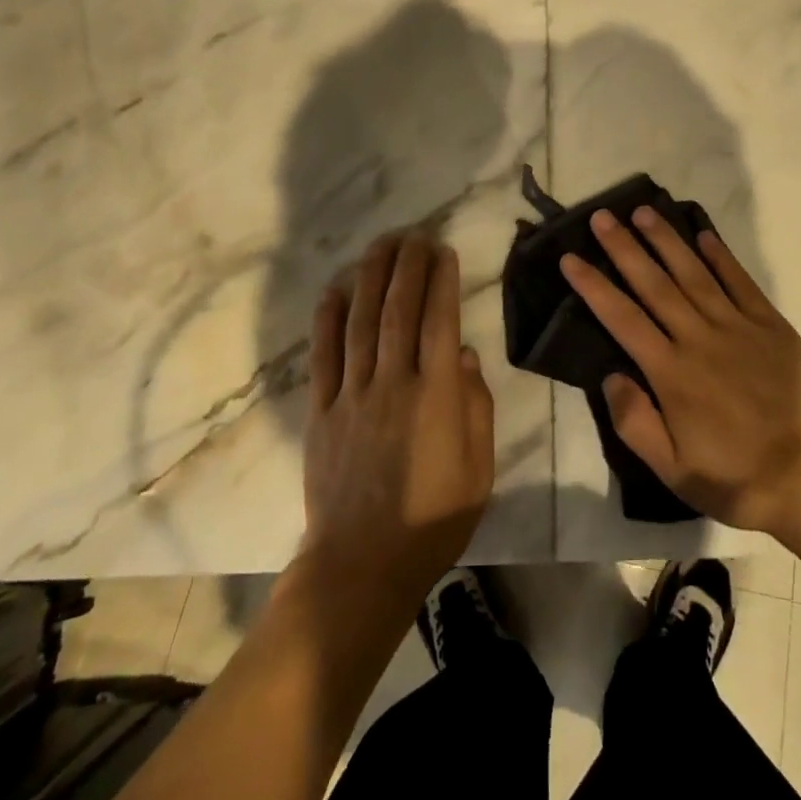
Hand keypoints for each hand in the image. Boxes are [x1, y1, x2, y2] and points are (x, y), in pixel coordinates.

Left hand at [302, 233, 495, 597]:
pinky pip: (323, 356)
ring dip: (371, 277)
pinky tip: (335, 289)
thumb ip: (476, 408)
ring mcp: (352, 395)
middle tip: (414, 233)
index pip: (440, 321)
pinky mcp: (321, 412)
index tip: (443, 250)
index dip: (442, 281)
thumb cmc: (433, 520)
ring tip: (381, 244)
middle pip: (398, 310)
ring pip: (361, 322)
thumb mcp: (479, 470)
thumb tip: (465, 355)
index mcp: (436, 396)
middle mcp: (393, 383)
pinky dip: (328, 318)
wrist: (361, 566)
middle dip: (407, 265)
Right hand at [561, 208, 800, 539]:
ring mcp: (737, 327)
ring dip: (667, 240)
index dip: (594, 286)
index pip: (622, 318)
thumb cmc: (735, 478)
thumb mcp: (673, 470)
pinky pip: (741, 283)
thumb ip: (634, 422)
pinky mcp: (771, 325)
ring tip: (644, 211)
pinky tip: (704, 234)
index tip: (570, 258)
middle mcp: (699, 339)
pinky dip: (721, 256)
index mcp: (671, 373)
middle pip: (654, 284)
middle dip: (624, 248)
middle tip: (602, 217)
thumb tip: (609, 374)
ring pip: (694, 273)